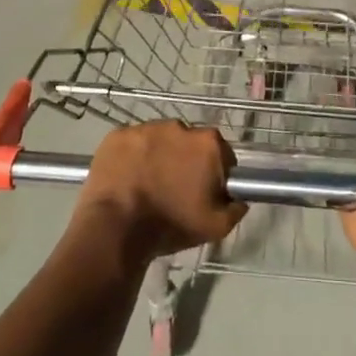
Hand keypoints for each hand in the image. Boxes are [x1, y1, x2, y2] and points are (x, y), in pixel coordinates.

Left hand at [75, 121, 245, 264]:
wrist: (115, 229)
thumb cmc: (170, 225)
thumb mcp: (216, 227)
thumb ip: (236, 207)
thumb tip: (240, 198)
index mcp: (208, 143)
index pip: (221, 153)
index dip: (215, 173)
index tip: (205, 190)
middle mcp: (179, 126)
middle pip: (189, 143)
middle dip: (185, 161)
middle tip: (175, 189)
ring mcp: (145, 128)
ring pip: (159, 140)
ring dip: (158, 156)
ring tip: (147, 184)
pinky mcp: (117, 134)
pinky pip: (131, 143)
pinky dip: (131, 156)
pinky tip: (126, 178)